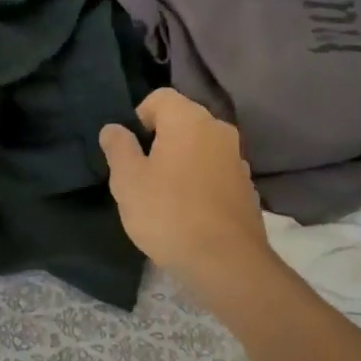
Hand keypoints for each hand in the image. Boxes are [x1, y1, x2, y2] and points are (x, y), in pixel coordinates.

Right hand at [100, 89, 272, 286]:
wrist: (225, 262)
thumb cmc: (168, 213)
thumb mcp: (128, 180)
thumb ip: (118, 147)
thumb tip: (114, 128)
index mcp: (189, 120)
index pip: (159, 97)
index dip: (139, 118)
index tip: (129, 150)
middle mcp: (218, 130)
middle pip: (182, 121)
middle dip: (159, 140)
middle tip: (141, 174)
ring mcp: (237, 158)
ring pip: (200, 147)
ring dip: (181, 161)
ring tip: (164, 195)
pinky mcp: (247, 187)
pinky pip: (215, 171)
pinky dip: (200, 181)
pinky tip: (188, 211)